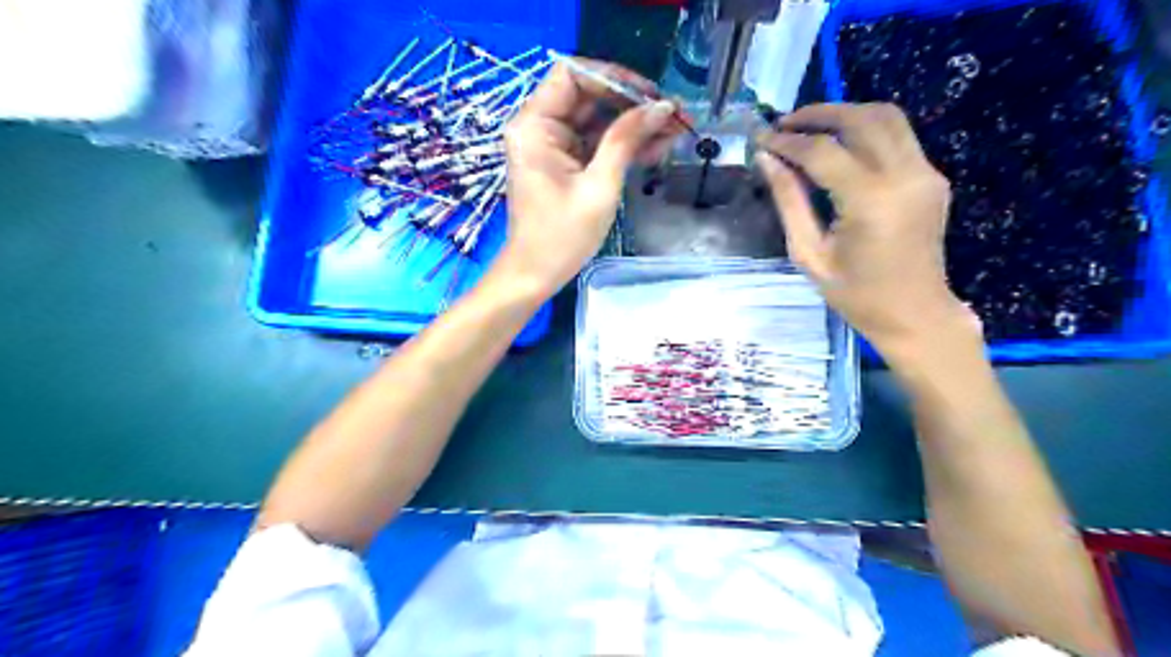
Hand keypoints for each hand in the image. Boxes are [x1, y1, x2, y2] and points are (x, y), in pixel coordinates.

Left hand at [492, 56, 688, 298]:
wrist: (536, 275)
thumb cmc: (561, 236)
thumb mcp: (599, 186)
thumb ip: (626, 140)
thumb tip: (662, 107)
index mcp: (535, 126)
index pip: (573, 75)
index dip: (613, 79)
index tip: (649, 95)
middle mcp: (540, 128)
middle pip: (589, 96)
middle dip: (632, 104)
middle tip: (674, 114)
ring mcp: (553, 147)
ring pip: (598, 121)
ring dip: (634, 126)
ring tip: (676, 131)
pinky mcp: (565, 165)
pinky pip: (596, 144)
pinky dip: (624, 146)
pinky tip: (658, 147)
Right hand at [749, 103, 979, 359]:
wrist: (915, 313)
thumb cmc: (855, 294)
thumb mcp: (809, 254)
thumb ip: (788, 201)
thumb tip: (766, 159)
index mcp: (870, 201)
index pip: (822, 152)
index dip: (788, 141)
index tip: (761, 139)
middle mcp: (904, 175)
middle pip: (861, 119)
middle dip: (818, 114)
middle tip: (784, 123)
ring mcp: (926, 172)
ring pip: (886, 117)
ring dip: (845, 114)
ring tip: (810, 127)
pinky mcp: (932, 176)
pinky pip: (898, 137)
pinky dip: (865, 130)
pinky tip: (840, 146)